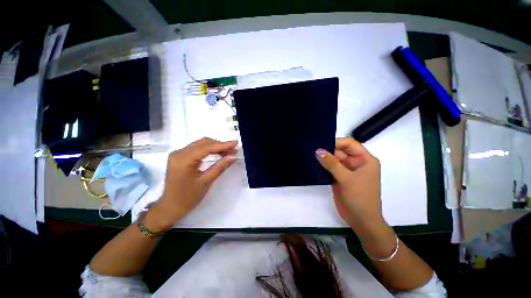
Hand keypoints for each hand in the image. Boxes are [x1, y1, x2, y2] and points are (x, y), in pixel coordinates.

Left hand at [146, 138, 237, 230]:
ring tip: (228, 152)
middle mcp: (178, 153)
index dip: (222, 145)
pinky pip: (196, 149)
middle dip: (220, 145)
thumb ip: (220, 167)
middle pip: (203, 143)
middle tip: (233, 150)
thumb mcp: (206, 182)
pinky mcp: (179, 157)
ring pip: (200, 144)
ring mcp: (178, 154)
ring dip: (215, 147)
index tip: (235, 143)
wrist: (170, 207)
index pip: (206, 148)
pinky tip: (218, 153)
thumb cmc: (188, 198)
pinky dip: (209, 150)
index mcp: (183, 160)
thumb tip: (233, 156)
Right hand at [315, 137, 383, 233]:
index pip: (349, 144)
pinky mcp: (338, 177)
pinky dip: (322, 166)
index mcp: (364, 159)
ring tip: (309, 153)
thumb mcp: (346, 178)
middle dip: (327, 150)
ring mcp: (346, 170)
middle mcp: (355, 162)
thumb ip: (331, 163)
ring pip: (333, 159)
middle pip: (340, 151)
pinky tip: (312, 163)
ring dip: (323, 158)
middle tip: (311, 148)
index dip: (336, 142)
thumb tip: (318, 150)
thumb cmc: (360, 197)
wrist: (360, 220)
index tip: (321, 143)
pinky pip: (329, 167)